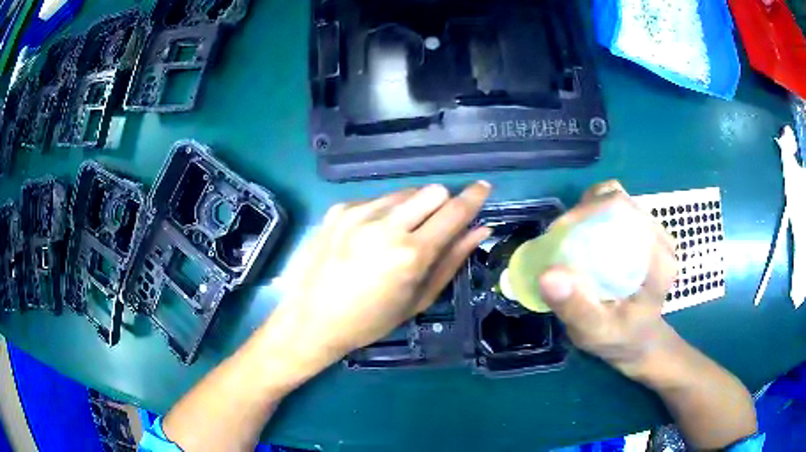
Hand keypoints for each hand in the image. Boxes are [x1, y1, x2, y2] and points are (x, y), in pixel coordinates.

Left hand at [264, 182, 491, 369]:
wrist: (310, 318)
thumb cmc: (369, 321)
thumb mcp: (417, 299)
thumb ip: (452, 260)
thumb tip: (480, 230)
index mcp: (410, 254)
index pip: (454, 211)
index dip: (474, 197)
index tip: (483, 188)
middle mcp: (385, 225)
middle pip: (432, 190)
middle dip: (442, 204)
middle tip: (435, 226)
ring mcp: (358, 212)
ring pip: (404, 191)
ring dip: (413, 207)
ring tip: (398, 235)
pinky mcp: (338, 209)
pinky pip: (377, 198)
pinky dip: (385, 211)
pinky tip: (370, 236)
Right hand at [538, 181, 679, 379]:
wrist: (637, 340)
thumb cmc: (619, 339)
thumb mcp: (595, 333)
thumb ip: (576, 308)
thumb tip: (547, 274)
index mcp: (659, 260)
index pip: (622, 212)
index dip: (586, 213)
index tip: (558, 235)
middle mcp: (661, 238)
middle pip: (618, 202)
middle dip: (582, 213)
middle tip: (558, 240)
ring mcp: (653, 231)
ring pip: (615, 200)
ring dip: (586, 212)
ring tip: (568, 239)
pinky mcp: (643, 231)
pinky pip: (615, 209)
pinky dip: (593, 215)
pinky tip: (583, 237)